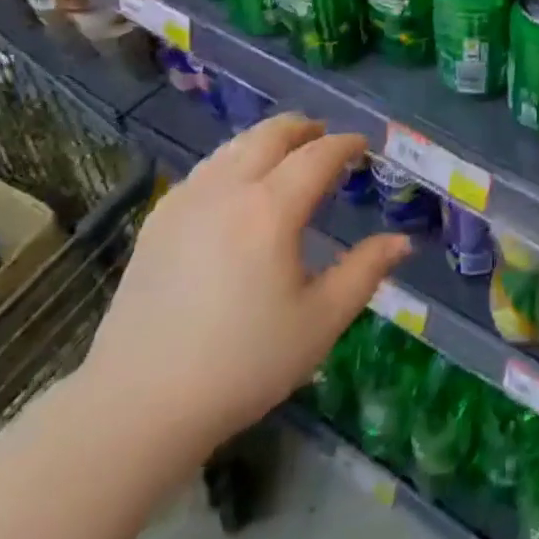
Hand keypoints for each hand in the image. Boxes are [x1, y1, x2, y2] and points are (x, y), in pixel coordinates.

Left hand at [76, 115, 410, 463]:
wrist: (136, 409)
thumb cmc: (240, 365)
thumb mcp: (318, 323)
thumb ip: (364, 273)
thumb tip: (402, 241)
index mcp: (271, 209)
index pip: (318, 155)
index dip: (346, 144)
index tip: (364, 146)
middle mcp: (228, 189)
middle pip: (273, 133)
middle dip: (306, 129)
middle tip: (327, 140)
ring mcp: (187, 200)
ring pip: (236, 145)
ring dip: (269, 140)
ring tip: (288, 157)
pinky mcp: (158, 220)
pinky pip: (207, 168)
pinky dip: (235, 160)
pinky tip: (239, 188)